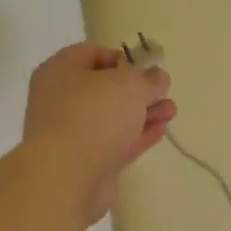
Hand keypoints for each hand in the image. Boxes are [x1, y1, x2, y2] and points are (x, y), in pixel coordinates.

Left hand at [23, 43, 175, 221]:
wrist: (65, 178)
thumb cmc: (94, 116)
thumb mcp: (130, 86)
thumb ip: (149, 79)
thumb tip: (157, 77)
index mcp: (60, 71)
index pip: (92, 53)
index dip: (122, 57)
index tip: (147, 68)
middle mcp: (60, 99)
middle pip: (104, 88)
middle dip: (138, 90)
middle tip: (164, 92)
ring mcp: (70, 133)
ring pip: (111, 117)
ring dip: (142, 114)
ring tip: (171, 112)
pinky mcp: (83, 162)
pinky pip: (113, 142)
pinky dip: (136, 136)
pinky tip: (160, 131)